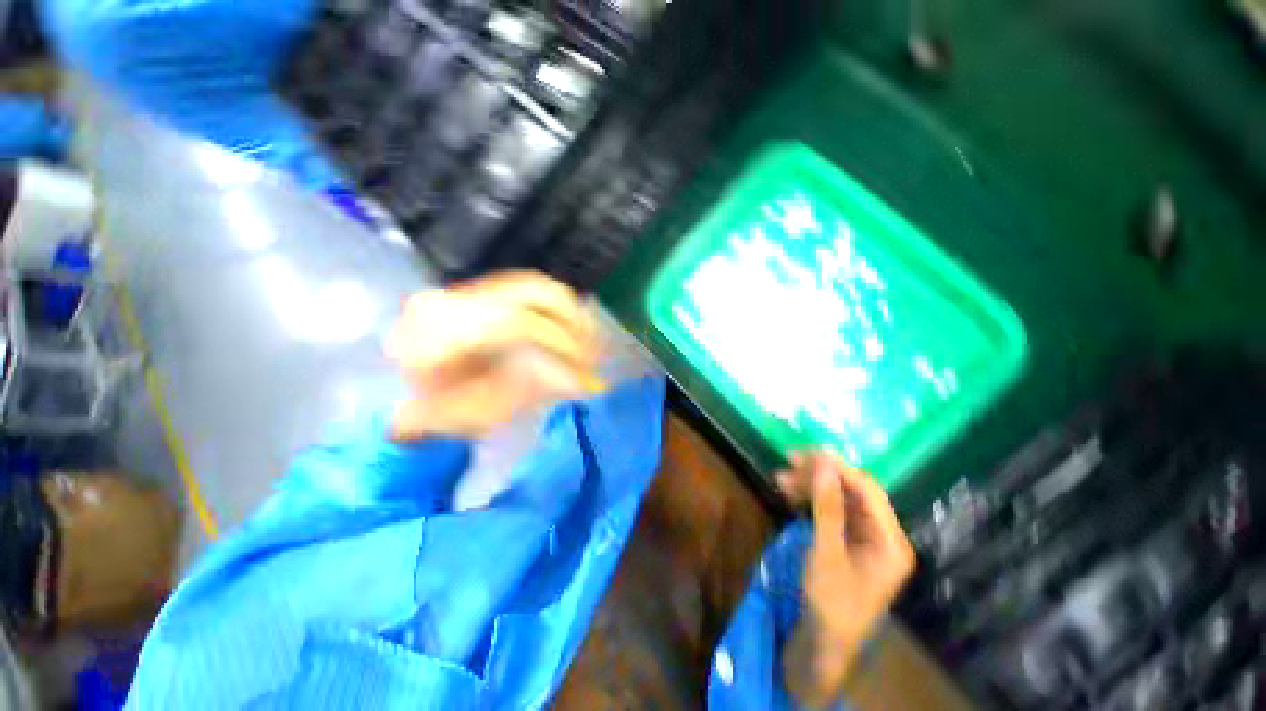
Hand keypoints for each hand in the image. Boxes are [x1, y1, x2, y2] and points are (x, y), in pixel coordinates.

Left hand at [385, 271, 603, 439]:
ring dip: (570, 311)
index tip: (587, 366)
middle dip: (573, 318)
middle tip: (596, 347)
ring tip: (591, 338)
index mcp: (440, 333)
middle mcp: (452, 298)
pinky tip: (573, 327)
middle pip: (529, 289)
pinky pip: (528, 290)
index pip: (514, 322)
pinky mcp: (477, 291)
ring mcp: (463, 290)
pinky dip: (558, 308)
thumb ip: (535, 390)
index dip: (559, 342)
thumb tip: (586, 381)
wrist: (399, 398)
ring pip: (533, 284)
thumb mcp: (485, 411)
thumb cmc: (438, 414)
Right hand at [777, 452, 915, 707]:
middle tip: (789, 460)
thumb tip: (824, 464)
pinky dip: (811, 501)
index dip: (839, 467)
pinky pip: (831, 513)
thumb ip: (827, 507)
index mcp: (890, 541)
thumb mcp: (826, 553)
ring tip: (781, 476)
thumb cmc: (831, 603)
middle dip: (821, 475)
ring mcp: (865, 540)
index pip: (868, 491)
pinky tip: (790, 493)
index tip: (808, 451)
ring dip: (812, 486)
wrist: (822, 645)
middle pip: (853, 492)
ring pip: (839, 500)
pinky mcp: (848, 544)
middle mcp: (883, 536)